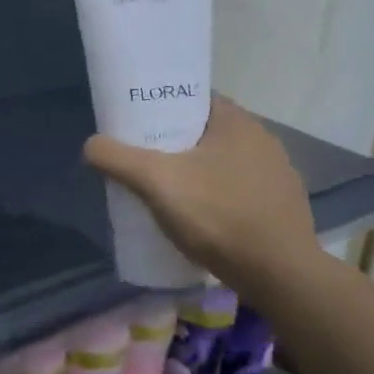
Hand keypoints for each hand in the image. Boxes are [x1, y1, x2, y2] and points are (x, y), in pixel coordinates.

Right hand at [83, 96, 317, 285]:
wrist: (280, 275)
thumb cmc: (219, 216)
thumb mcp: (157, 183)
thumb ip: (118, 159)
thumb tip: (91, 145)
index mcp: (237, 121)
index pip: (194, 99)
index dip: (163, 107)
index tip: (138, 126)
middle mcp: (262, 139)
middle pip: (205, 132)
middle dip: (174, 144)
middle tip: (143, 161)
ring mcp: (277, 174)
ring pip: (223, 162)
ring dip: (197, 172)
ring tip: (167, 192)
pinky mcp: (282, 206)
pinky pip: (239, 190)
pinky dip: (217, 197)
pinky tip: (201, 218)